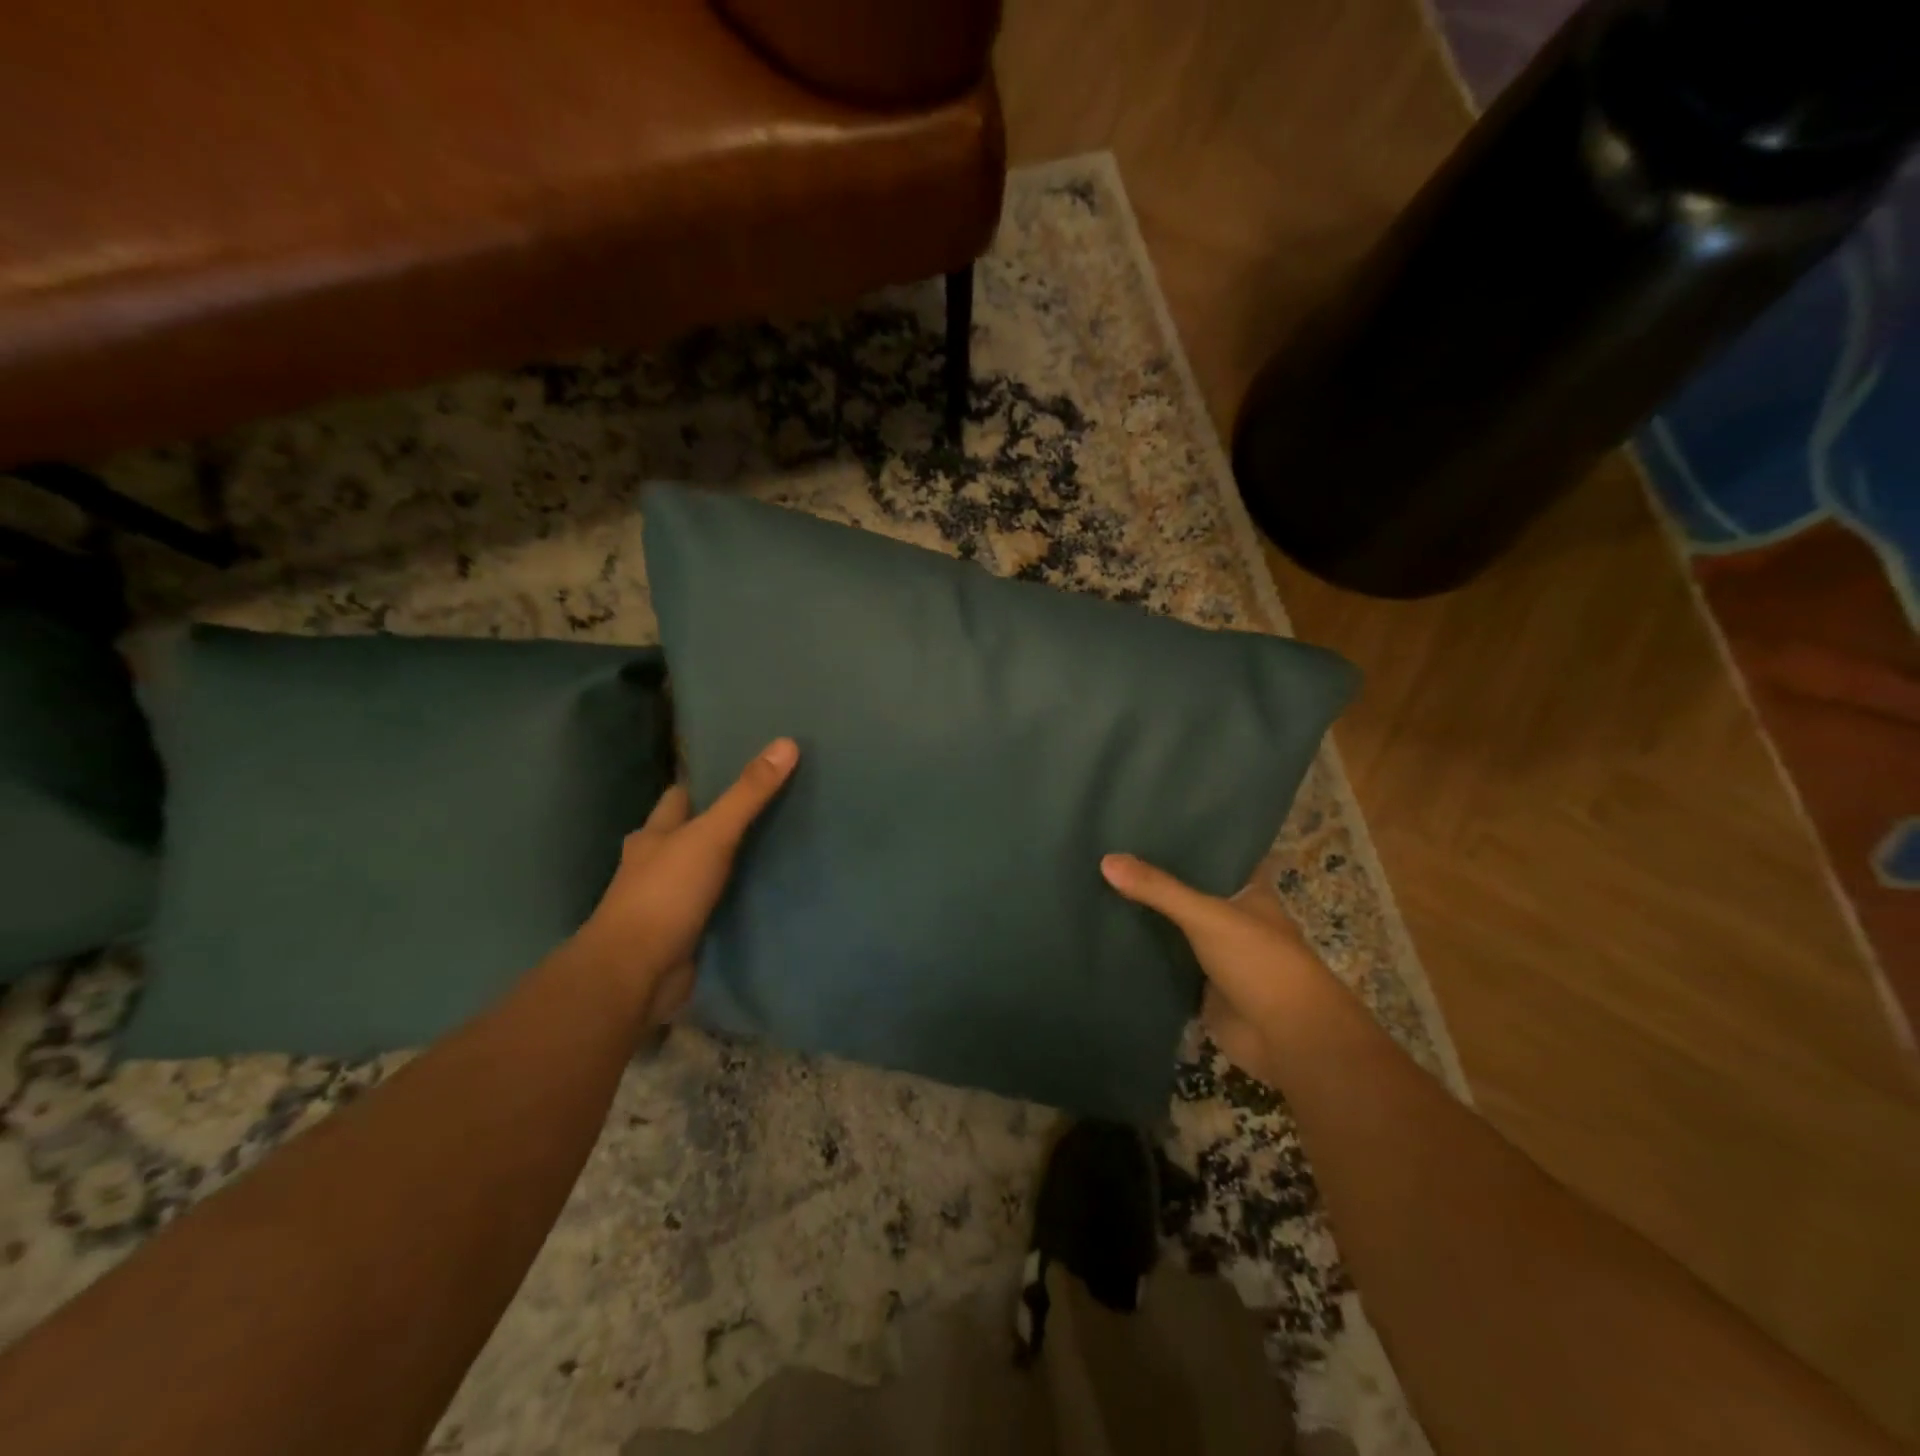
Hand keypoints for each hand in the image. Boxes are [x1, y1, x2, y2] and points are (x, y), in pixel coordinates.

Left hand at [573, 738, 799, 1021]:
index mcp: (654, 834)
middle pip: (692, 833)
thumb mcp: (711, 836)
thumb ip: (747, 794)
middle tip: (774, 807)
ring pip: (704, 870)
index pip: (681, 796)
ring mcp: (668, 901)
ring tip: (778, 846)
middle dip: (723, 822)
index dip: (707, 781)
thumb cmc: (665, 894)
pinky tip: (764, 893)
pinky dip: (734, 899)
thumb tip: (786, 743)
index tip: (745, 770)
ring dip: (730, 863)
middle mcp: (656, 863)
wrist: (634, 974)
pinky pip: (714, 906)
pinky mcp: (683, 933)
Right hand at [1100, 852, 1331, 1085]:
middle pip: (1187, 894)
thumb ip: (1159, 889)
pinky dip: (1143, 957)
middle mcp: (1232, 920)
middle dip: (1155, 882)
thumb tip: (1106, 860)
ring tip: (1096, 889)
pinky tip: (1107, 939)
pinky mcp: (1201, 989)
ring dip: (1146, 919)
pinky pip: (1166, 965)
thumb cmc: (1261, 962)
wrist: (1289, 1039)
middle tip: (1105, 855)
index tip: (1142, 826)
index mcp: (1247, 893)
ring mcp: (1216, 956)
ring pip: (1174, 930)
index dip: (1184, 842)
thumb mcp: (1207, 916)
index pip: (1213, 857)